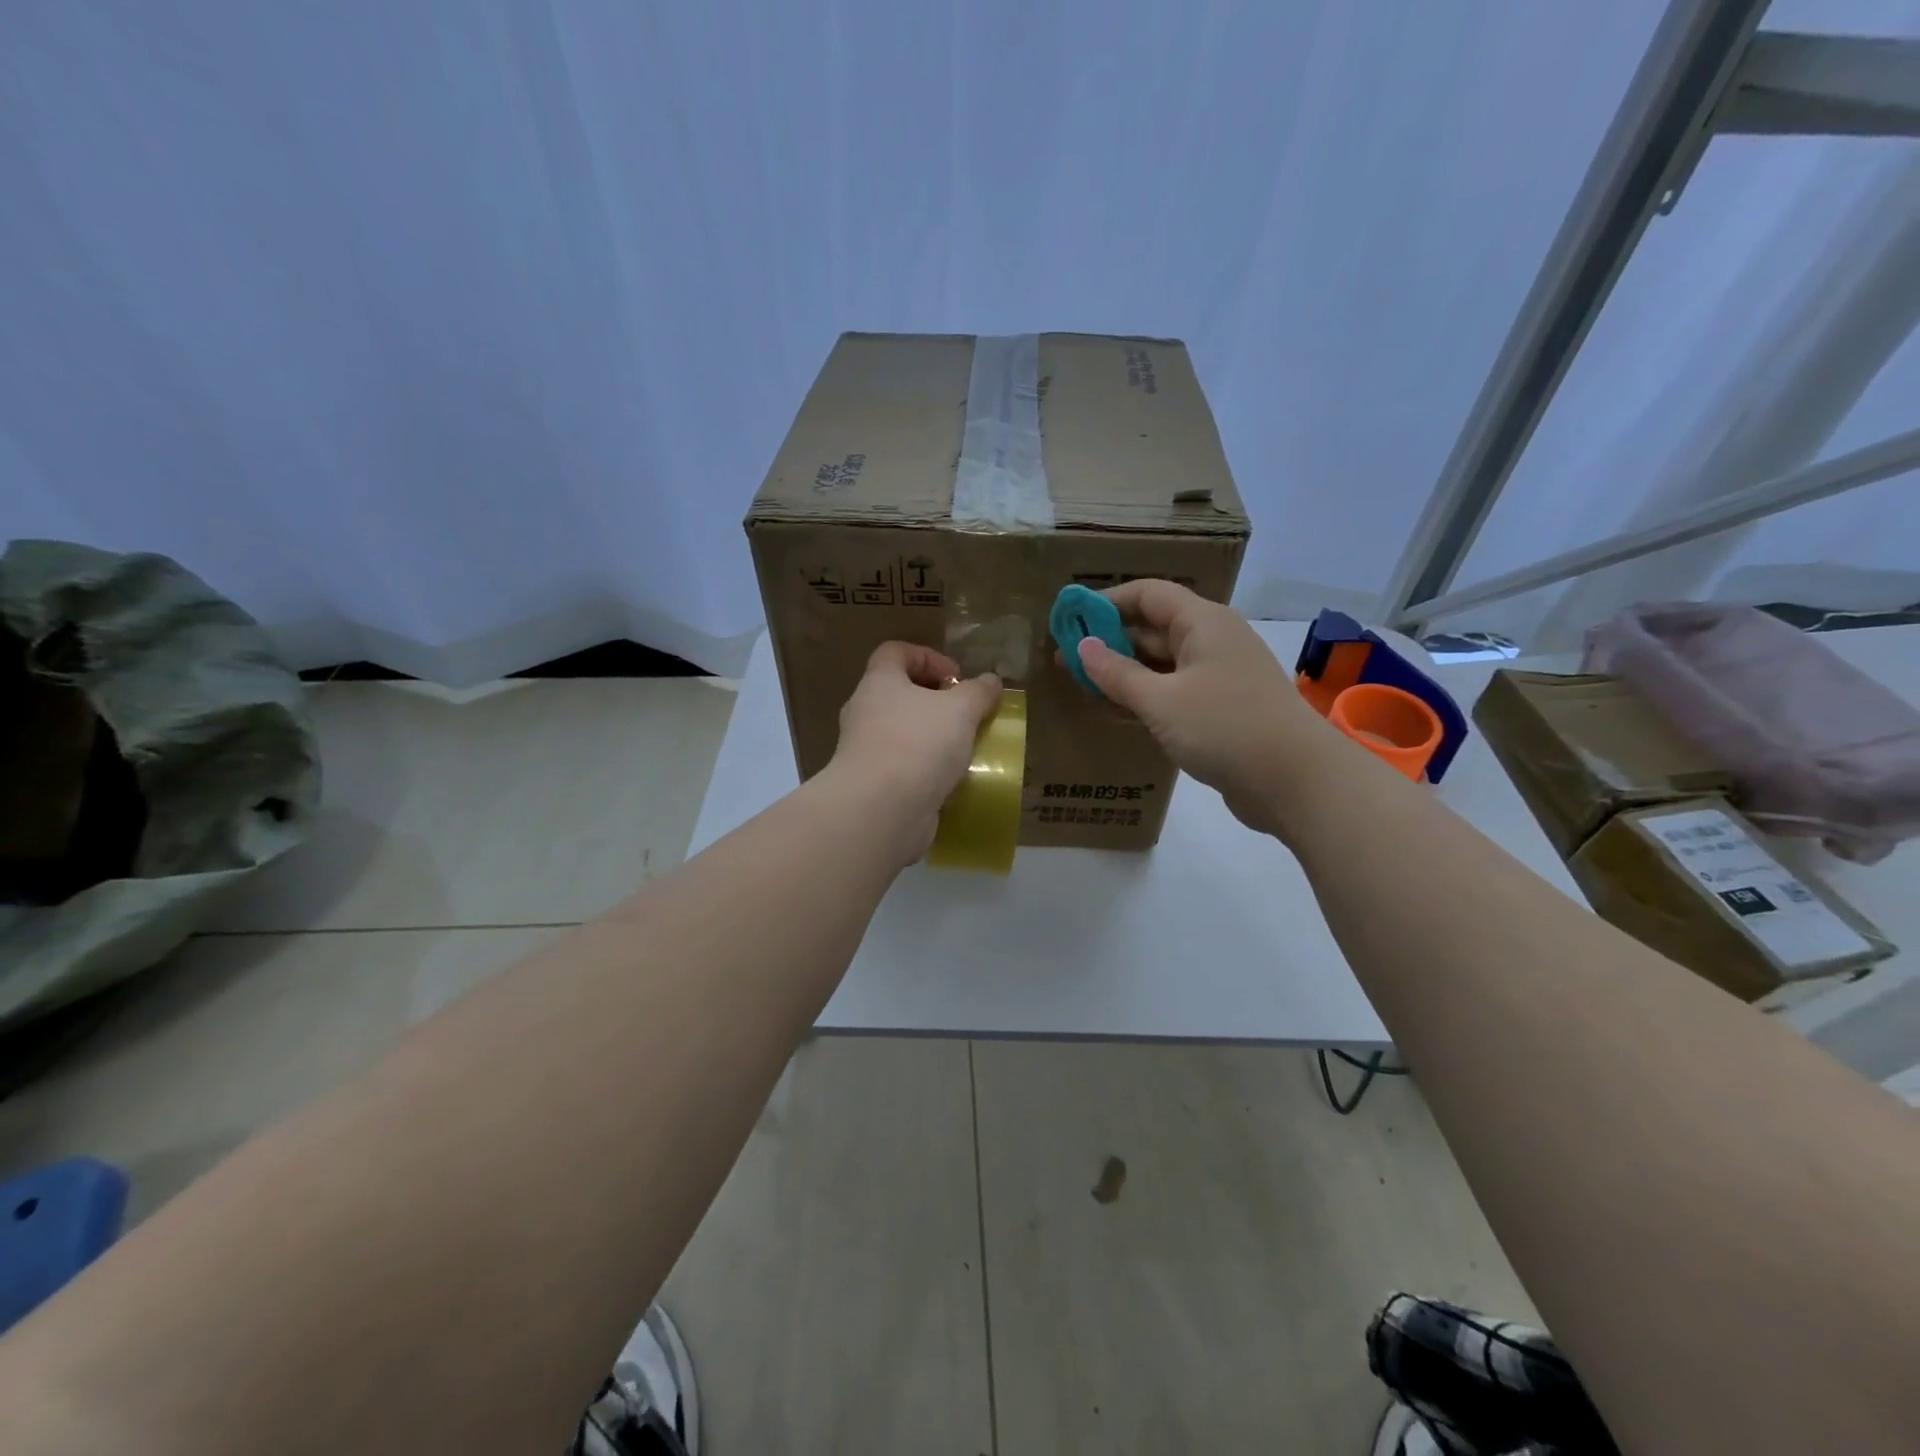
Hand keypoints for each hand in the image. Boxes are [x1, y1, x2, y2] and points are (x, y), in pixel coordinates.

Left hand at [823, 642, 1002, 866]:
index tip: (957, 678)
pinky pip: (901, 766)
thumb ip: (978, 692)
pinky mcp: (871, 784)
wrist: (880, 811)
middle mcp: (864, 712)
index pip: (895, 652)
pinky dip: (924, 769)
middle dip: (934, 701)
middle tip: (965, 714)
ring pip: (901, 732)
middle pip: (898, 693)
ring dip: (931, 737)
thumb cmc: (918, 745)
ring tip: (963, 749)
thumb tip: (990, 680)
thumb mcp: (960, 710)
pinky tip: (949, 780)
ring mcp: (864, 750)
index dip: (928, 656)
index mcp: (879, 682)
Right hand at [1072, 580, 1342, 838]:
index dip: (1106, 601)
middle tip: (1064, 659)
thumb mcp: (1161, 700)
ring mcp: (1216, 677)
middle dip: (1108, 641)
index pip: (1148, 594)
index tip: (1069, 617)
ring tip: (1080, 685)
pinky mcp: (1219, 710)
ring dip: (1122, 673)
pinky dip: (1143, 698)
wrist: (1295, 781)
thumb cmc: (1224, 727)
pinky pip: (1172, 693)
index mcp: (1202, 622)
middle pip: (1152, 628)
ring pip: (1160, 664)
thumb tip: (1082, 647)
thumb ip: (1117, 673)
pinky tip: (1112, 712)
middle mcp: (1211, 641)